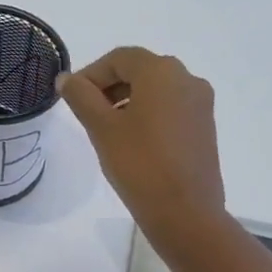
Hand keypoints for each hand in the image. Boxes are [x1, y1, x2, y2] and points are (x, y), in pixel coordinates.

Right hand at [57, 47, 226, 252]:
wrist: (185, 213)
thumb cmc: (139, 164)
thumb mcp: (102, 128)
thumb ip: (81, 97)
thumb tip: (67, 79)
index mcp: (162, 72)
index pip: (120, 58)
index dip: (91, 74)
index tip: (72, 98)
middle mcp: (188, 79)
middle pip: (141, 70)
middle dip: (110, 86)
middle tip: (86, 113)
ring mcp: (201, 104)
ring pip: (157, 91)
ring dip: (128, 100)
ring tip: (106, 130)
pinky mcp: (205, 128)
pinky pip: (171, 109)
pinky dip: (148, 115)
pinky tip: (132, 142)